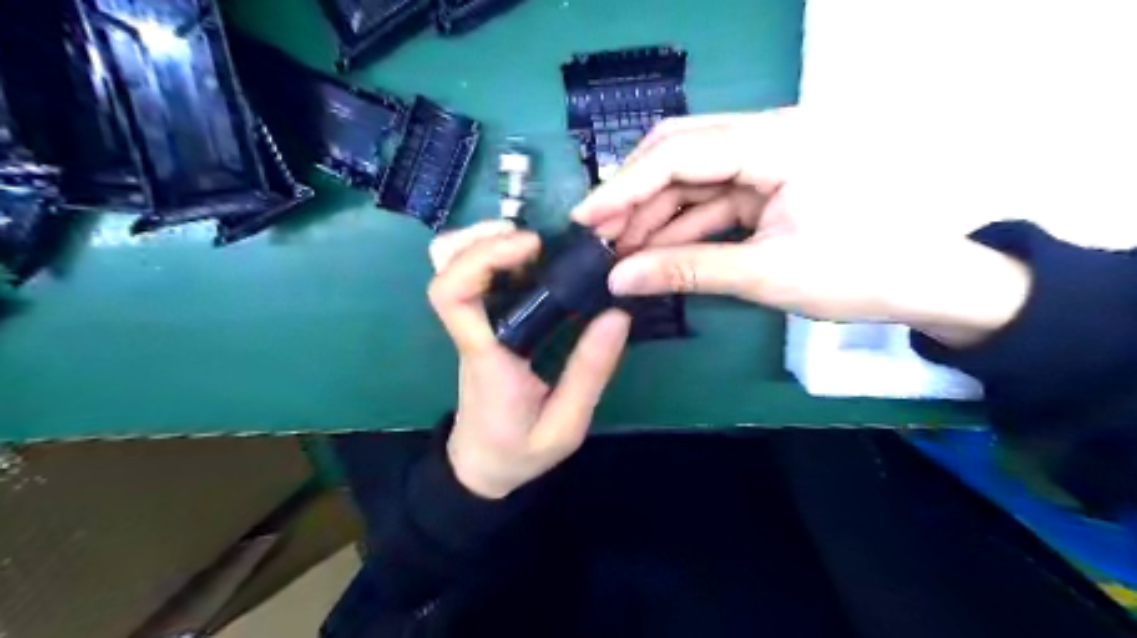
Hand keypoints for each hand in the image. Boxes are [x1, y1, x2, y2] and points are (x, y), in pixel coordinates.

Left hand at [426, 222, 630, 498]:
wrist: (481, 466)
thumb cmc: (519, 451)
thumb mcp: (566, 425)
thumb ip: (589, 373)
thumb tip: (617, 316)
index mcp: (486, 357)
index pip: (454, 298)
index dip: (483, 258)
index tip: (532, 247)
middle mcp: (470, 333)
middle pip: (443, 267)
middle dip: (480, 238)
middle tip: (532, 238)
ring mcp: (471, 326)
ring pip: (448, 266)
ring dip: (482, 241)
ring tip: (530, 243)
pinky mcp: (480, 325)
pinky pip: (471, 277)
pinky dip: (492, 254)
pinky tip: (531, 259)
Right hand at [574, 110, 1027, 349]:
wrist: (932, 284)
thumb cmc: (861, 272)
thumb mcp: (766, 273)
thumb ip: (685, 270)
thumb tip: (618, 280)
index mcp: (779, 141)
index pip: (680, 152)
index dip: (624, 186)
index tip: (584, 218)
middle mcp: (770, 135)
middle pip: (681, 154)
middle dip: (635, 197)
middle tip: (598, 238)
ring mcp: (770, 160)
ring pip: (693, 179)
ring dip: (655, 215)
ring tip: (620, 253)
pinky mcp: (771, 184)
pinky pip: (714, 200)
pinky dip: (683, 226)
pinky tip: (654, 253)